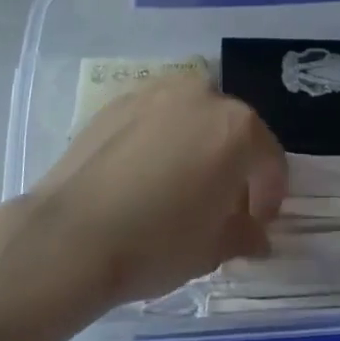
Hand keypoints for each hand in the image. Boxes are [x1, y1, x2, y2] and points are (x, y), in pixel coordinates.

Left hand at [28, 76, 286, 310]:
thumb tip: (256, 235)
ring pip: (192, 116)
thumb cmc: (157, 243)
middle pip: (231, 129)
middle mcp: (201, 95)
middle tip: (221, 204)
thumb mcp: (212, 248)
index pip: (269, 160)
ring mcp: (156, 92)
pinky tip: (144, 173)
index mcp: (237, 127)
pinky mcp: (117, 101)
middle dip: (233, 164)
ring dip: (197, 144)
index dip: (268, 195)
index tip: (256, 224)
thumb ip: (244, 234)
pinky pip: (155, 117)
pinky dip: (160, 138)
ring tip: (181, 184)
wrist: (71, 235)